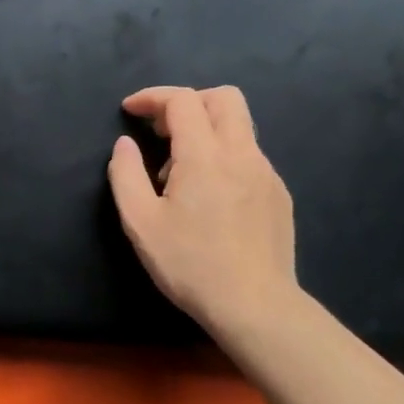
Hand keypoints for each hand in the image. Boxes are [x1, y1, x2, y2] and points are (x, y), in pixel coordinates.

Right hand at [107, 86, 300, 337]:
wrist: (255, 307)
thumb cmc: (190, 265)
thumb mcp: (141, 223)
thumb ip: (126, 174)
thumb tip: (125, 144)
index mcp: (205, 156)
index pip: (182, 100)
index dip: (153, 97)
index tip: (130, 111)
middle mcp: (241, 153)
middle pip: (223, 97)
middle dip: (188, 102)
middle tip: (162, 131)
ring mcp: (266, 173)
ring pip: (240, 125)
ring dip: (206, 129)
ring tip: (180, 171)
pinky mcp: (278, 194)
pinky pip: (249, 155)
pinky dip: (223, 155)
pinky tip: (209, 196)